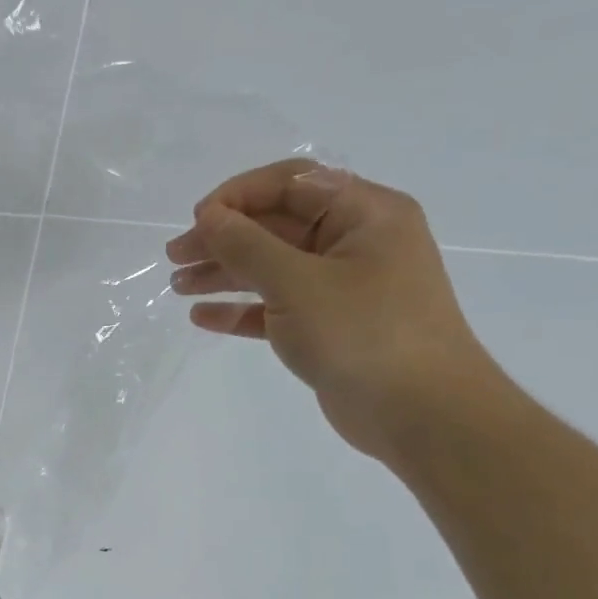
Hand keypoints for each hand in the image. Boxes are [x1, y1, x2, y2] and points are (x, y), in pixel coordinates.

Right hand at [166, 159, 504, 462]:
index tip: (197, 221)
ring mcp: (343, 286)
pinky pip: (276, 306)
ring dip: (224, 273)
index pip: (292, 182)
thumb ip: (247, 245)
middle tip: (174, 257)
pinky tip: (203, 317)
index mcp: (364, 214)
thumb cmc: (364, 334)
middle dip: (222, 238)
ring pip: (272, 266)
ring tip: (178, 287)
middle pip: (276, 225)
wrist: (423, 415)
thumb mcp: (297, 283)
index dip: (238, 196)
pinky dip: (241, 309)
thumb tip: (209, 215)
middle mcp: (355, 242)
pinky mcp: (329, 325)